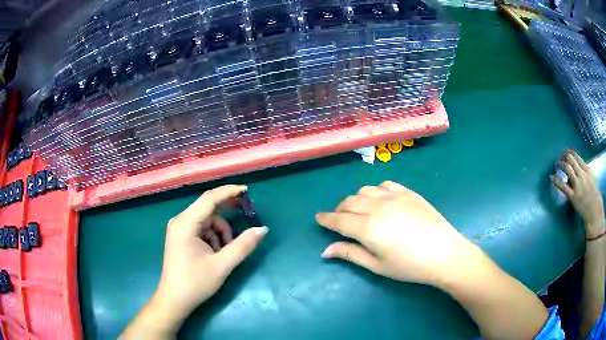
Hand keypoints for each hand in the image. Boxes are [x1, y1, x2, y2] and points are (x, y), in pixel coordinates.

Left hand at [150, 185, 266, 329]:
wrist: (175, 300)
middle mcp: (180, 221)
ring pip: (206, 220)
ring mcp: (179, 229)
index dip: (229, 192)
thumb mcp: (222, 265)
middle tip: (247, 213)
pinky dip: (213, 236)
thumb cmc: (195, 283)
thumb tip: (263, 229)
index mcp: (185, 224)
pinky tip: (216, 253)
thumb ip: (243, 245)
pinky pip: (201, 228)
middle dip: (227, 211)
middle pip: (207, 207)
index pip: (209, 199)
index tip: (247, 191)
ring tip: (226, 251)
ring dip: (221, 231)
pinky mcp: (181, 237)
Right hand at [316, 181, 478, 286]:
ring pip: (364, 190)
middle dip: (339, 210)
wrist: (444, 253)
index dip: (326, 219)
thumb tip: (325, 250)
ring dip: (356, 199)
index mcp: (367, 228)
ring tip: (360, 211)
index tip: (318, 218)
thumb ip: (350, 254)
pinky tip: (381, 201)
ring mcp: (394, 196)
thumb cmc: (409, 266)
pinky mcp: (408, 192)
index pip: (338, 219)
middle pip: (349, 202)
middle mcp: (377, 207)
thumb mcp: (377, 266)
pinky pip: (384, 184)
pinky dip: (376, 191)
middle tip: (340, 220)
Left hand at [552, 150, 603, 238]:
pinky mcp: (573, 197)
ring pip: (567, 169)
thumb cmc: (594, 195)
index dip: (569, 152)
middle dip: (563, 157)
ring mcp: (578, 186)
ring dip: (560, 165)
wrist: (594, 212)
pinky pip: (563, 186)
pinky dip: (556, 180)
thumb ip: (584, 171)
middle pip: (571, 160)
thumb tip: (574, 167)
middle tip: (559, 158)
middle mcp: (582, 175)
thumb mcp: (591, 178)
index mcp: (587, 170)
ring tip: (556, 165)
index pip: (576, 156)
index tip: (564, 152)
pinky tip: (551, 177)